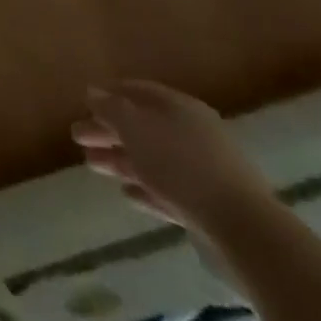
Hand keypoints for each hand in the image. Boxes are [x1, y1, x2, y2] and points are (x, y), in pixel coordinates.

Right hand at [72, 81, 278, 236]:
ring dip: (121, 161)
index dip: (109, 94)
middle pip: (143, 126)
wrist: (243, 230)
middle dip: (108, 131)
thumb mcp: (134, 127)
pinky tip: (128, 195)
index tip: (84, 103)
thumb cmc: (180, 165)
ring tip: (92, 166)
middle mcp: (193, 133)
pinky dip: (146, 189)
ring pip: (153, 159)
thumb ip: (110, 108)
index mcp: (179, 107)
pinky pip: (170, 190)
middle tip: (77, 137)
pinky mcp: (209, 206)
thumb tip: (93, 92)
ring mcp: (204, 171)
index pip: (138, 91)